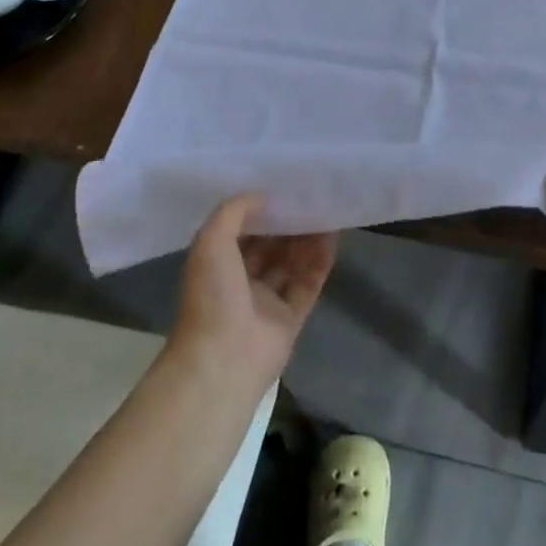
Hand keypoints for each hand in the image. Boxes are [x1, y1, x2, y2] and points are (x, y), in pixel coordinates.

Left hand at [173, 195, 335, 387]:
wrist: (224, 359)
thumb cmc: (212, 296)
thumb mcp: (212, 241)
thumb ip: (234, 211)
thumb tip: (262, 195)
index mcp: (217, 265)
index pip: (242, 231)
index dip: (261, 210)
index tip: (282, 186)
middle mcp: (240, 282)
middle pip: (269, 246)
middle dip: (287, 223)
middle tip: (310, 195)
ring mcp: (266, 302)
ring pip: (291, 263)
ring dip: (307, 238)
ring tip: (326, 209)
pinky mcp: (291, 318)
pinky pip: (308, 283)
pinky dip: (320, 261)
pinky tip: (333, 237)